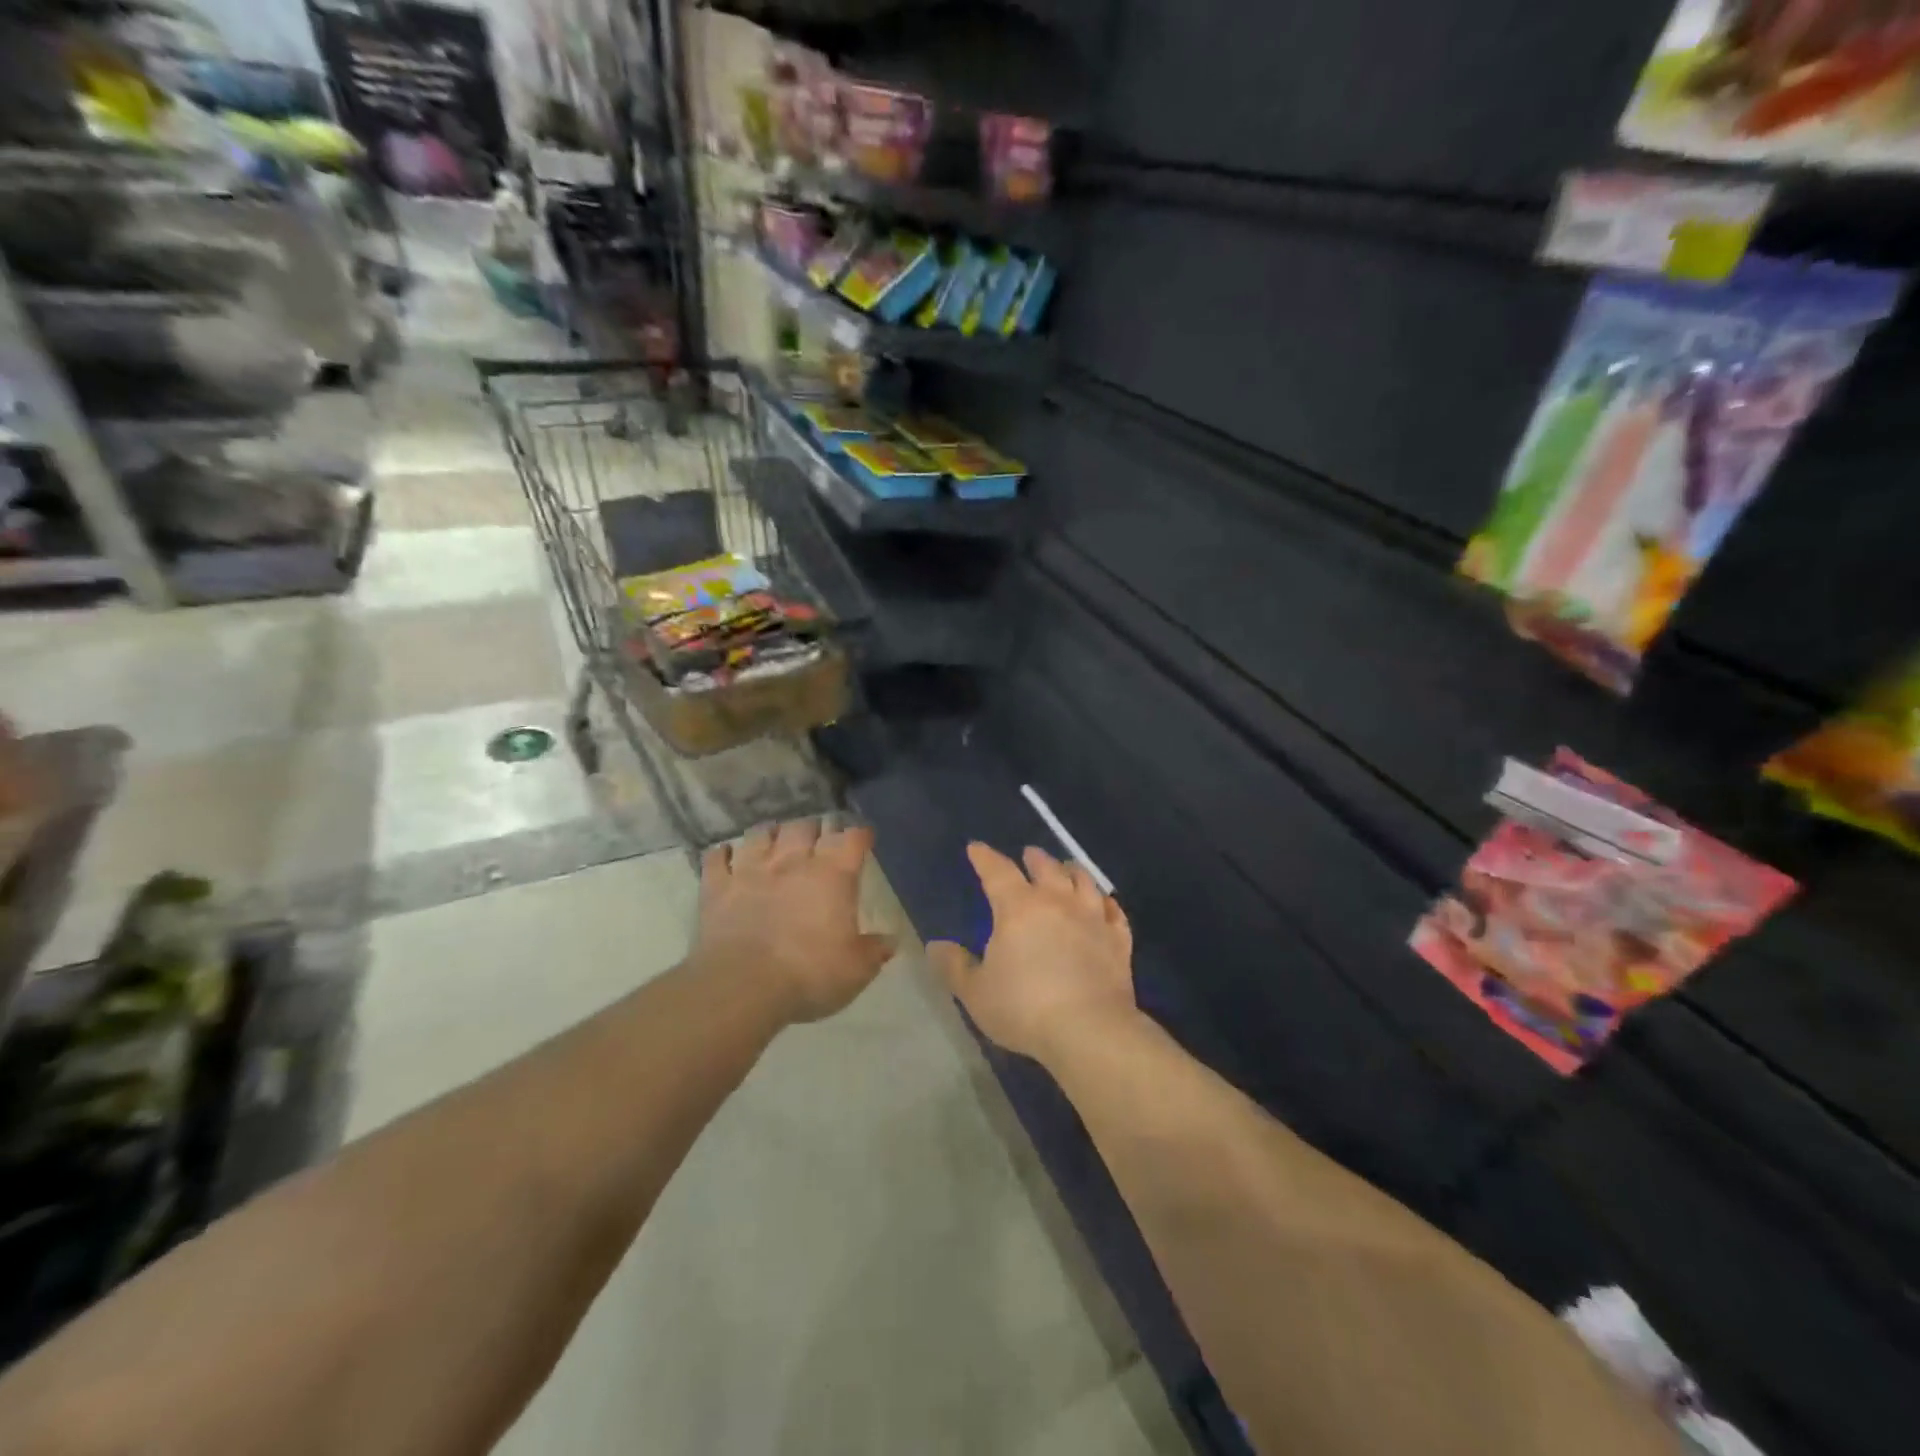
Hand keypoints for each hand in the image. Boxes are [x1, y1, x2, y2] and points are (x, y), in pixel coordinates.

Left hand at [694, 819, 893, 1024]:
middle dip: (815, 829)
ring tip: (776, 841)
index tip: (863, 838)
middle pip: (806, 826)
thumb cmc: (809, 974)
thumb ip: (874, 951)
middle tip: (819, 839)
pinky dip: (723, 854)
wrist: (743, 985)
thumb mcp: (855, 970)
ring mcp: (751, 869)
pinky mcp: (717, 885)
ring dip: (772, 834)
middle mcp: (793, 861)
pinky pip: (717, 857)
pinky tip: (727, 856)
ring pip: (762, 833)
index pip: (852, 838)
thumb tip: (891, 941)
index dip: (860, 834)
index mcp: (833, 875)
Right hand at [929, 843, 1136, 1065]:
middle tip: (1029, 854)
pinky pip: (1114, 912)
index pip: (997, 871)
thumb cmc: (1024, 1008)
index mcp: (1018, 907)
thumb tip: (936, 945)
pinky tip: (1105, 904)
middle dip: (1034, 858)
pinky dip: (1106, 903)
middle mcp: (1057, 902)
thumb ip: (955, 966)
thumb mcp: (976, 992)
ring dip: (1071, 871)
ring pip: (1084, 881)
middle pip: (1046, 868)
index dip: (985, 858)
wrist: (1089, 1030)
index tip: (976, 848)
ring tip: (1067, 869)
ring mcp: (1092, 918)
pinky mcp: (1118, 940)